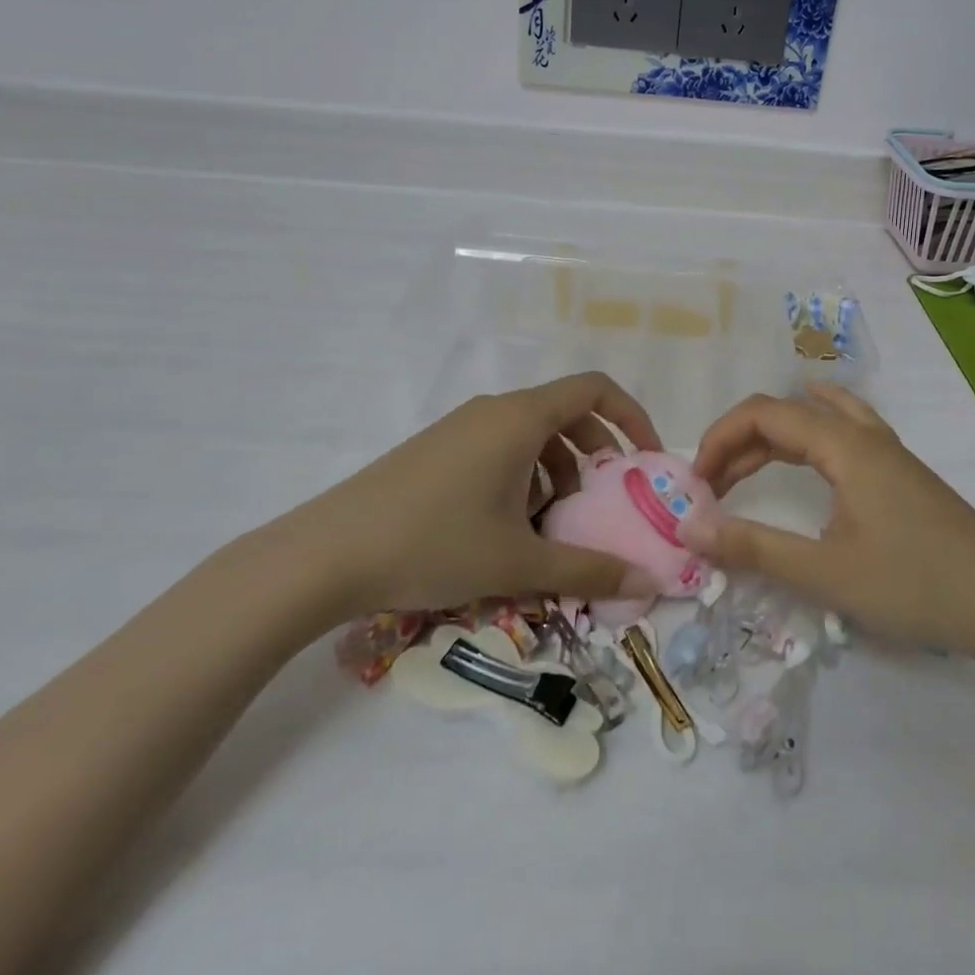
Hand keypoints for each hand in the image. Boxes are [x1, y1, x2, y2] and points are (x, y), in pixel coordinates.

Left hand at [267, 374, 665, 626]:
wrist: (327, 553)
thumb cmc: (434, 543)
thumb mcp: (519, 563)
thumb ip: (589, 571)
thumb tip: (647, 584)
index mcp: (520, 418)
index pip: (594, 390)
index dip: (631, 417)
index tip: (646, 460)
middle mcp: (493, 410)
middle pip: (565, 414)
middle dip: (596, 455)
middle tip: (604, 504)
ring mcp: (461, 428)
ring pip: (531, 435)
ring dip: (557, 471)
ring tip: (552, 526)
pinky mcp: (437, 450)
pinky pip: (499, 448)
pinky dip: (523, 476)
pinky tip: (507, 528)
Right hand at [683, 383, 974, 660]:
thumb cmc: (914, 585)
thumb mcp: (824, 572)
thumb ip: (753, 546)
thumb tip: (688, 526)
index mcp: (843, 445)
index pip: (763, 414)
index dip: (720, 439)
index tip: (696, 482)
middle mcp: (862, 434)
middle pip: (785, 413)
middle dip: (739, 443)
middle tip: (711, 488)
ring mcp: (886, 450)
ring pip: (815, 419)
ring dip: (771, 439)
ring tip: (741, 470)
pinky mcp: (899, 472)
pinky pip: (843, 429)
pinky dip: (811, 429)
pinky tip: (811, 442)